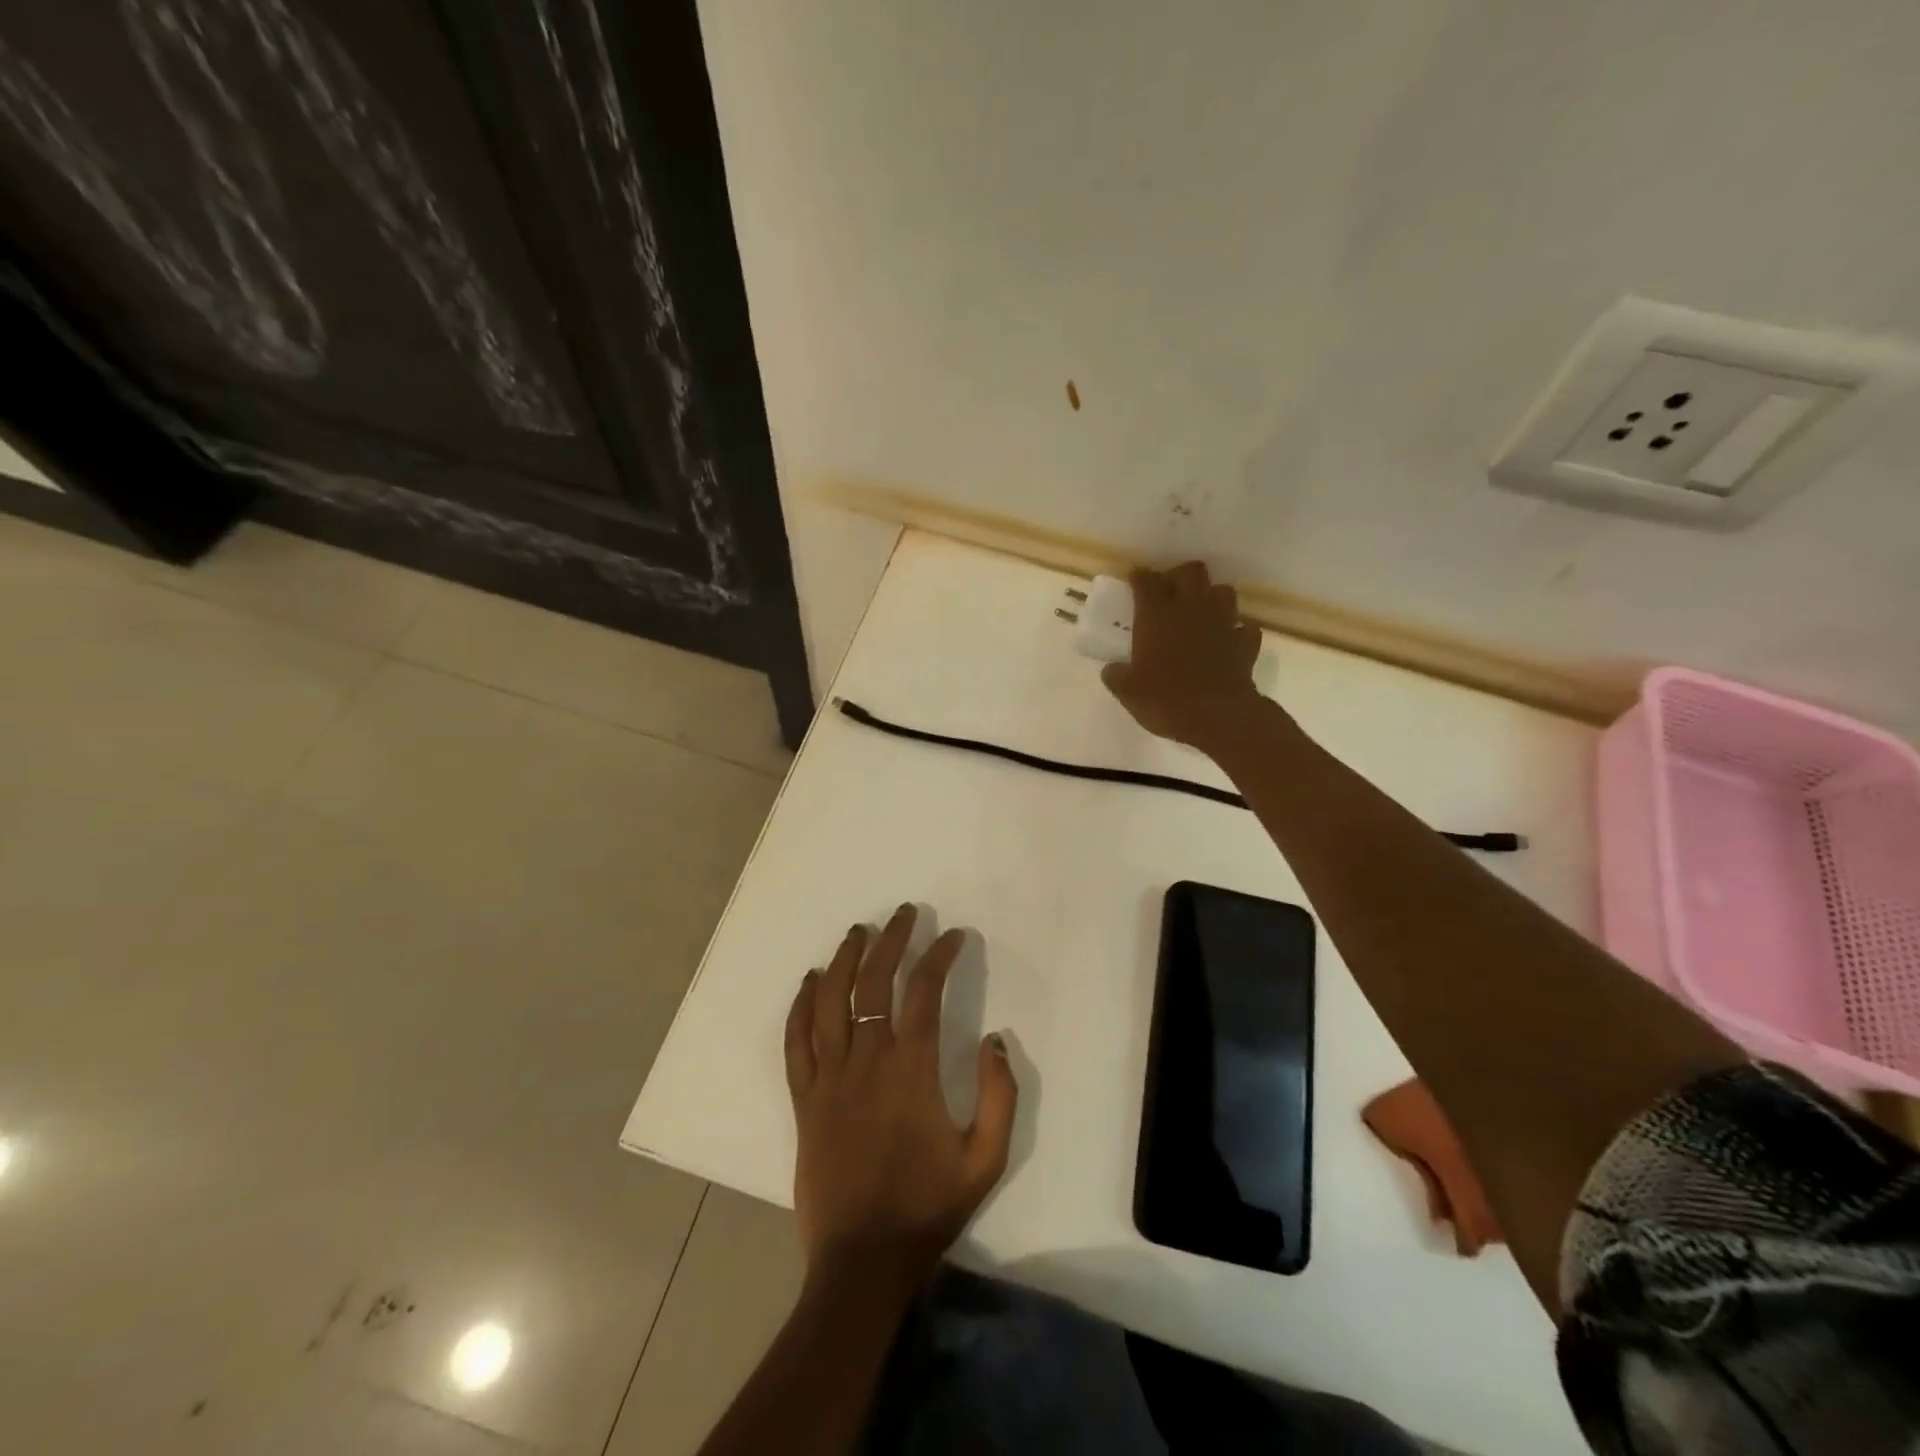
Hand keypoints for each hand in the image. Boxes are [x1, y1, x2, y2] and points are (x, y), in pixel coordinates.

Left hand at [784, 905, 1017, 1293]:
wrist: (862, 1261)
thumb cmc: (927, 1207)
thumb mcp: (986, 1159)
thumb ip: (1000, 1095)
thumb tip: (996, 1040)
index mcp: (911, 1070)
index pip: (923, 992)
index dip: (939, 956)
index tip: (952, 935)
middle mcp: (867, 1061)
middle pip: (874, 983)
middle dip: (891, 940)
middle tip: (903, 914)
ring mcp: (829, 1078)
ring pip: (830, 1001)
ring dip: (844, 960)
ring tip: (858, 932)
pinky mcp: (803, 1099)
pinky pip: (796, 1041)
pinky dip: (800, 1006)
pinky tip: (809, 982)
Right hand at [1102, 562, 1264, 751]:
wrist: (1219, 717)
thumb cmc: (1167, 700)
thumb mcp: (1129, 693)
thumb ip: (1117, 677)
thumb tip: (1111, 670)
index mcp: (1157, 616)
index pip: (1147, 581)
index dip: (1140, 578)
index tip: (1135, 581)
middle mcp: (1191, 609)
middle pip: (1191, 571)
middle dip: (1180, 576)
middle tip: (1169, 593)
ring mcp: (1223, 623)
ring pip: (1223, 591)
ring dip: (1211, 597)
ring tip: (1200, 613)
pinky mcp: (1245, 643)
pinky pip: (1244, 627)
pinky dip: (1236, 630)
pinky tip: (1228, 640)